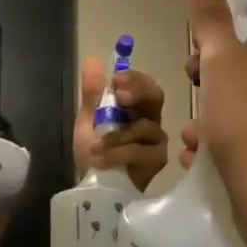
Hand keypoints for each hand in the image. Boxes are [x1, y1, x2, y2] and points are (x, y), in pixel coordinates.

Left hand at [74, 59, 170, 191]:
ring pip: (144, 127)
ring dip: (116, 135)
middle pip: (155, 96)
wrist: (95, 187)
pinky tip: (100, 159)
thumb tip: (93, 60)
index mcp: (135, 106)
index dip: (133, 78)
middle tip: (120, 97)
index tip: (116, 80)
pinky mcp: (157, 161)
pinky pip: (141, 152)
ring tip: (94, 146)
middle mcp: (151, 118)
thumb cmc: (96, 151)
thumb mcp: (89, 120)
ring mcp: (157, 140)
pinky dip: (118, 154)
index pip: (142, 82)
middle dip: (138, 92)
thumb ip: (92, 93)